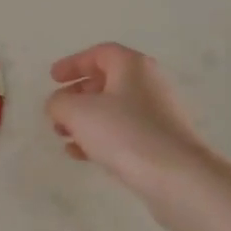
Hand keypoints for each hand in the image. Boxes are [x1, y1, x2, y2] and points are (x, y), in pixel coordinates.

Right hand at [46, 44, 214, 198]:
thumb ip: (59, 103)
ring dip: (85, 120)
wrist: (177, 177)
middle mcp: (148, 84)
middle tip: (58, 110)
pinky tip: (80, 155)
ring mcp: (157, 114)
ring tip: (63, 136)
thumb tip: (58, 104)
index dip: (73, 63)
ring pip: (113, 110)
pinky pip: (123, 132)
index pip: (99, 54)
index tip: (53, 78)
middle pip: (106, 81)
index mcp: (132, 66)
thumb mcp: (79, 112)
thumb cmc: (124, 133)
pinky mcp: (160, 142)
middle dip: (77, 95)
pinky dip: (100, 138)